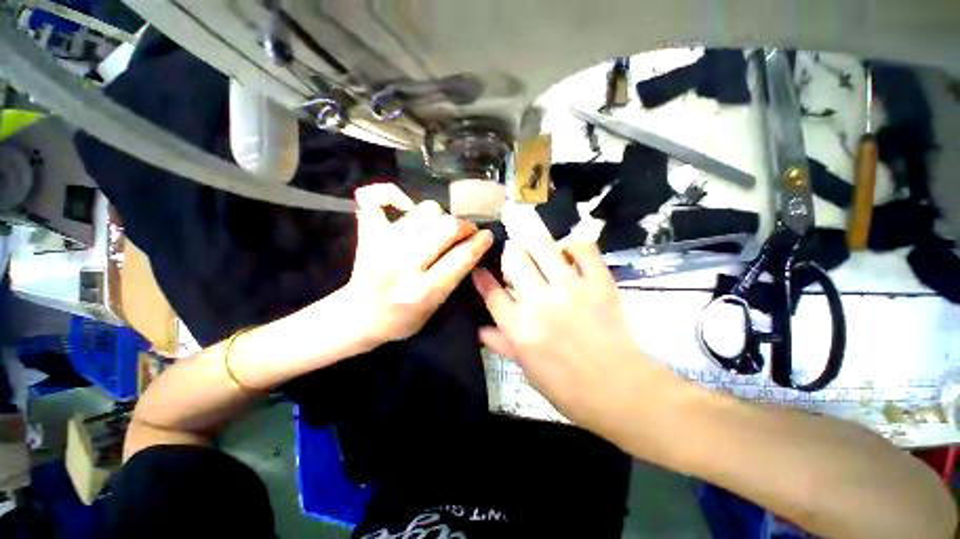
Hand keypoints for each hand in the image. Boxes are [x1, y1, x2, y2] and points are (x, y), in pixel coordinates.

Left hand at [346, 183, 492, 347]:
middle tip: (465, 232)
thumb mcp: (436, 307)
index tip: (487, 236)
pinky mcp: (367, 233)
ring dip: (439, 215)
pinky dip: (390, 194)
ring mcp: (383, 244)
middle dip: (464, 226)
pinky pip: (375, 197)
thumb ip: (455, 277)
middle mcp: (404, 264)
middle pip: (448, 226)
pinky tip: (403, 206)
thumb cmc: (402, 318)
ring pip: (426, 209)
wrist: (360, 316)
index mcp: (424, 291)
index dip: (481, 241)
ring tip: (437, 226)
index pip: (463, 255)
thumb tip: (473, 245)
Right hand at [472, 239, 661, 433]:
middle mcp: (539, 302)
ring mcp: (570, 289)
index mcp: (519, 328)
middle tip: (513, 257)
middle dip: (509, 253)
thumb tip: (480, 329)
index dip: (481, 277)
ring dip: (533, 244)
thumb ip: (503, 345)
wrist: (620, 390)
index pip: (491, 293)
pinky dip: (573, 246)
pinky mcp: (598, 282)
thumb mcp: (528, 369)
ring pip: (542, 247)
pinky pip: (582, 249)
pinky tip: (568, 254)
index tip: (480, 268)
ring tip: (535, 248)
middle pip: (513, 259)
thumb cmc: (568, 388)